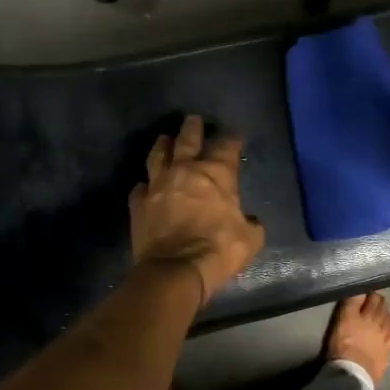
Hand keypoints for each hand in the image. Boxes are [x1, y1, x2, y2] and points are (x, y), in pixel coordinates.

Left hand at [130, 115, 265, 304]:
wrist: (176, 269)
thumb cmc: (219, 250)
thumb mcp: (250, 239)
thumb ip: (251, 224)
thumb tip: (249, 222)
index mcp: (216, 174)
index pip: (227, 147)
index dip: (232, 139)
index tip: (235, 136)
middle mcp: (185, 171)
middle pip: (188, 140)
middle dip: (192, 128)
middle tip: (193, 119)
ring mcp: (158, 185)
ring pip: (158, 156)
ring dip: (163, 145)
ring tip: (164, 139)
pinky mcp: (139, 204)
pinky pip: (140, 187)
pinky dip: (145, 185)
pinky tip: (146, 185)